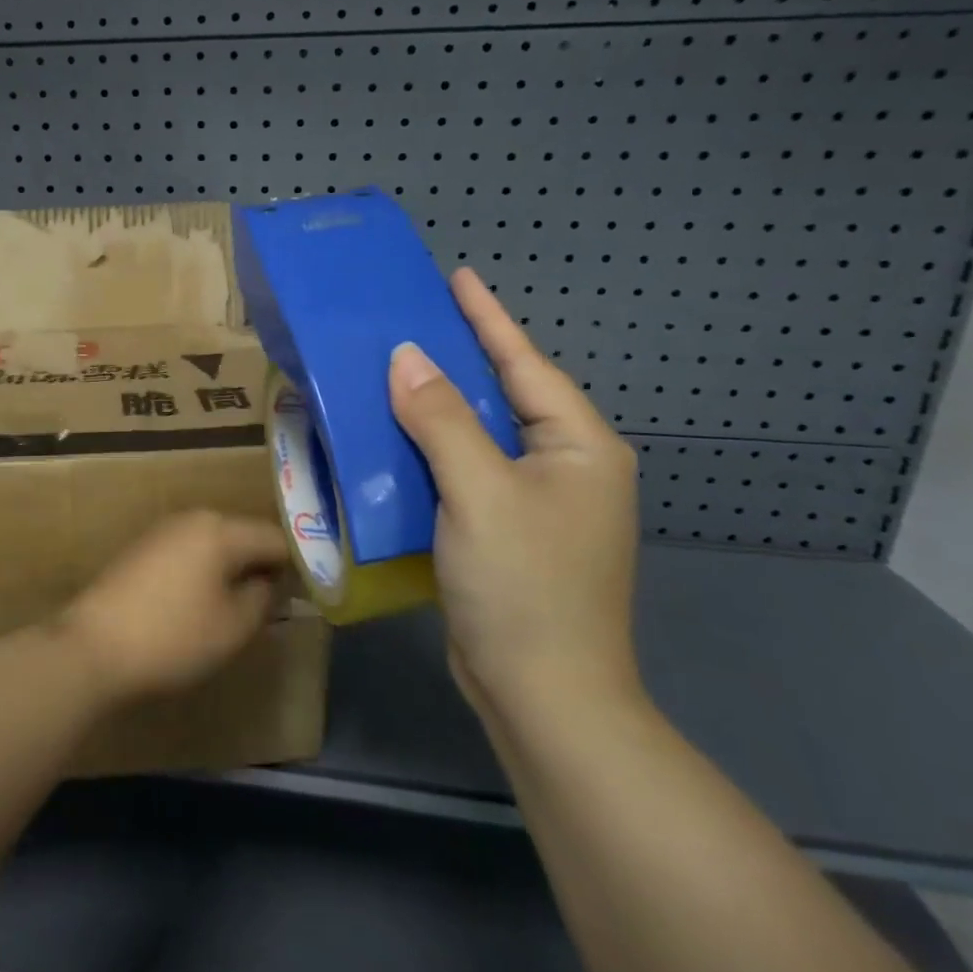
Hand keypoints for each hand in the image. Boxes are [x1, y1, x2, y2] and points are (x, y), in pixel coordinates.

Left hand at [61, 511, 288, 703]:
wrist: (92, 646)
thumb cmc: (172, 636)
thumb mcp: (232, 626)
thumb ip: (263, 599)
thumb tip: (270, 583)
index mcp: (220, 529)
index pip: (274, 537)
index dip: (297, 565)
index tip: (307, 594)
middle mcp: (192, 518)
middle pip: (242, 536)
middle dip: (261, 566)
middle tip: (275, 605)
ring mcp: (162, 531)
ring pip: (214, 544)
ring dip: (232, 570)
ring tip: (240, 608)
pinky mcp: (142, 549)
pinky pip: (189, 553)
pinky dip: (204, 573)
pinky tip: (201, 604)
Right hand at [389, 268, 641, 719]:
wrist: (543, 695)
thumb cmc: (523, 585)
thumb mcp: (480, 492)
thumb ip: (443, 420)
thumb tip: (408, 358)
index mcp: (579, 448)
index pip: (526, 365)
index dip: (488, 319)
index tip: (458, 276)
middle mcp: (565, 468)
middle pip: (505, 395)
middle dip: (459, 358)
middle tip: (412, 320)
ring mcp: (537, 503)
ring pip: (479, 435)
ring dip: (437, 406)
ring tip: (392, 370)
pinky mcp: (506, 531)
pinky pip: (464, 471)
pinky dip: (430, 451)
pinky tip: (394, 438)